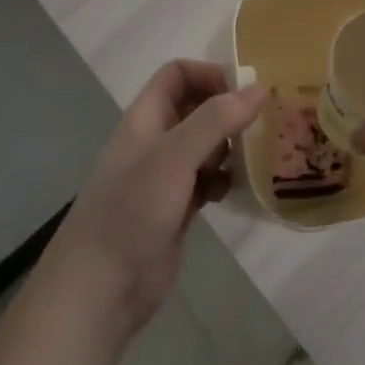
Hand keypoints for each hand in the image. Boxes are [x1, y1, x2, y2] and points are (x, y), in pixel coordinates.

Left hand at [44, 60, 265, 336]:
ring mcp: (166, 176)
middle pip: (196, 107)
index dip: (209, 74)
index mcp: (146, 118)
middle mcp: (156, 140)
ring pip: (206, 144)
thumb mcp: (174, 157)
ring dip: (231, 145)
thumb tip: (260, 88)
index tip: (245, 92)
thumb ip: (216, 120)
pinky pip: (208, 179)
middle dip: (228, 110)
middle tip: (264, 123)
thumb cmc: (132, 211)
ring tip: (257, 155)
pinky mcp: (177, 208)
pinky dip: (225, 179)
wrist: (100, 289)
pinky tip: (239, 189)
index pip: (178, 74)